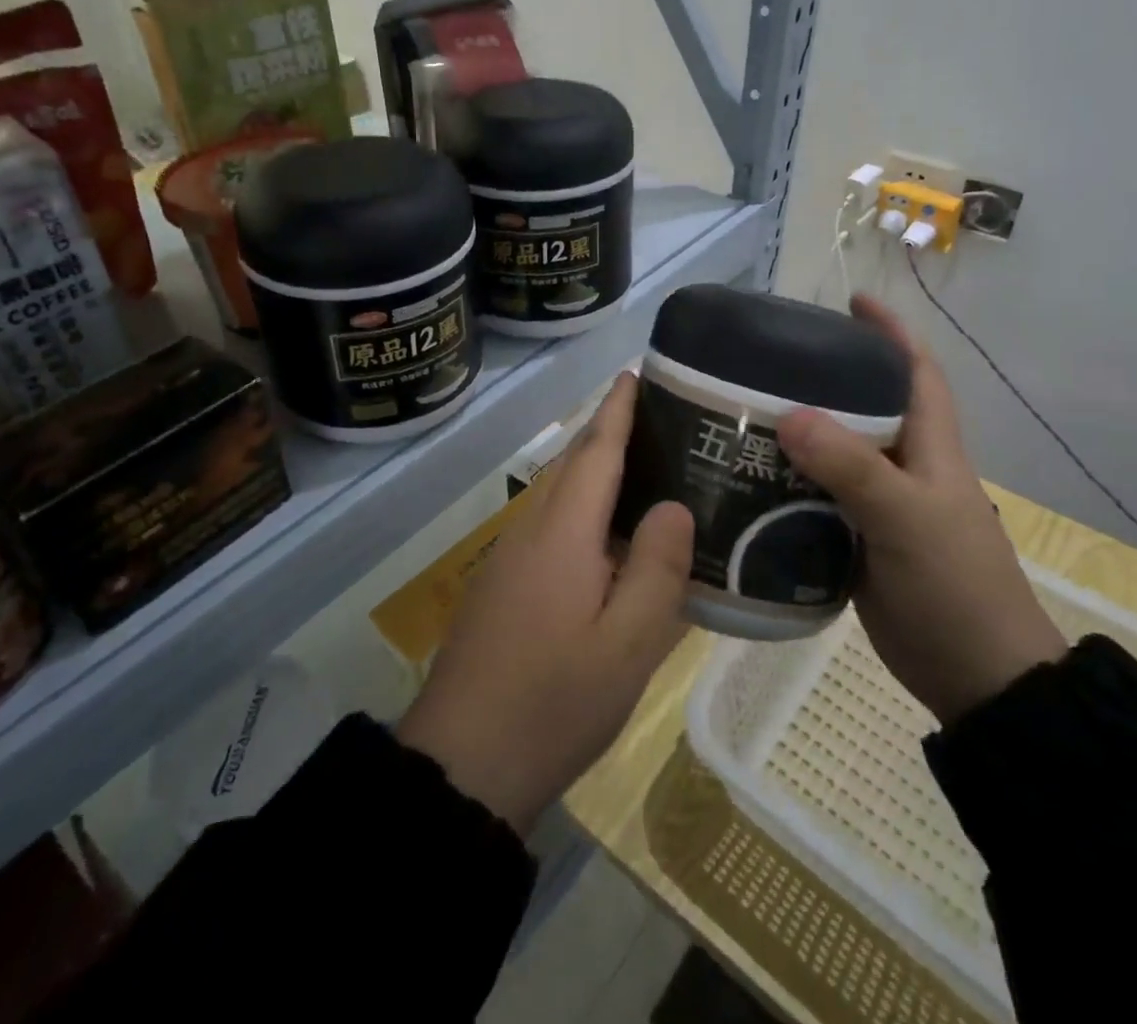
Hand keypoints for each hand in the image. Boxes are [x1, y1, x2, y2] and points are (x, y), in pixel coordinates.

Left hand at [396, 373, 694, 832]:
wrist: (463, 763)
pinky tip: (607, 535)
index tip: (635, 373)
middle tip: (657, 415)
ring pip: (558, 495)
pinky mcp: (502, 585)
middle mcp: (531, 531)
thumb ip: (656, 569)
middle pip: (573, 465)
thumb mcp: (627, 646)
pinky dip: (581, 508)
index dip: (617, 410)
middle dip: (608, 430)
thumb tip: (673, 505)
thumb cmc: (554, 702)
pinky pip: (549, 524)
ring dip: (594, 469)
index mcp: (563, 535)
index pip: (595, 452)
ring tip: (643, 465)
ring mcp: (510, 558)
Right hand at [776, 294, 1066, 723]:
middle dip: (827, 375)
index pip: (915, 371)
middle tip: (769, 358)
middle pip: (865, 404)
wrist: (975, 677)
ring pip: (836, 450)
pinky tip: (749, 475)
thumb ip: (852, 468)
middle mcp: (905, 465)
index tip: (850, 301)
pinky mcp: (859, 537)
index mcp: (930, 447)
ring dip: (799, 429)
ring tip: (744, 409)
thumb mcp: (906, 519)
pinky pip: (818, 493)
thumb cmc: (954, 586)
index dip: (889, 332)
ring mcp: (881, 504)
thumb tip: (789, 415)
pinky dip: (788, 479)